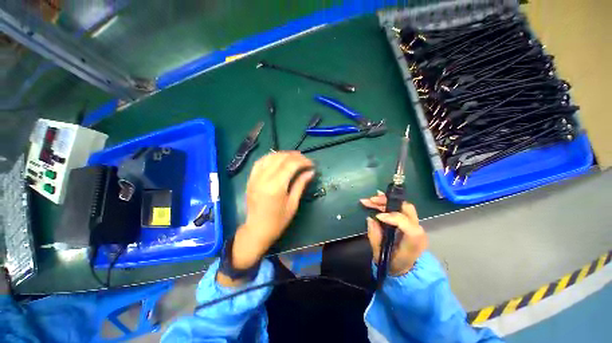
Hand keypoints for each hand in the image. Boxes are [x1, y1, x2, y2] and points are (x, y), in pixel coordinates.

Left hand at [219, 152, 314, 285]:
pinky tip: (278, 159)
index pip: (291, 165)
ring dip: (284, 154)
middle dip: (295, 156)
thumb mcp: (293, 204)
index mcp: (275, 187)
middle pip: (281, 158)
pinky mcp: (250, 178)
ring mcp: (255, 177)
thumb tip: (311, 172)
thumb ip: (300, 184)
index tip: (311, 164)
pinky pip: (260, 161)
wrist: (257, 230)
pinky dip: (271, 157)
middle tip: (305, 160)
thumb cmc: (278, 221)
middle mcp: (263, 178)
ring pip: (270, 156)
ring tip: (294, 158)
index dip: (303, 161)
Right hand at [360, 192, 427, 275]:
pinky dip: (388, 203)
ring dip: (385, 201)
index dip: (393, 217)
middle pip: (407, 209)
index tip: (377, 216)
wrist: (405, 269)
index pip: (408, 225)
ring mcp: (415, 225)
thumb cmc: (393, 264)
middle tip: (371, 201)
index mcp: (413, 243)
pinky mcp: (410, 221)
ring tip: (370, 200)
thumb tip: (370, 218)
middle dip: (387, 202)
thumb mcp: (380, 255)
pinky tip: (377, 200)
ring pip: (402, 206)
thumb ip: (375, 236)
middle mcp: (418, 231)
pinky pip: (400, 208)